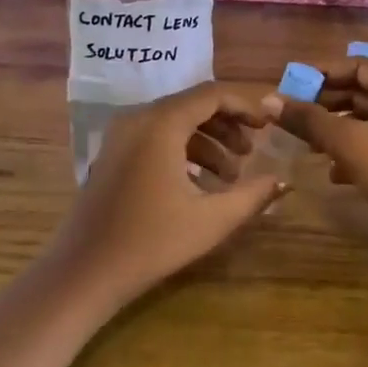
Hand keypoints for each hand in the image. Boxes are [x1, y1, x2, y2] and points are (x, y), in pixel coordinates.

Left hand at [50, 82, 286, 308]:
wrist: (84, 272)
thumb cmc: (152, 242)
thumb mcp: (211, 220)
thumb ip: (253, 195)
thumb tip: (284, 181)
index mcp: (161, 123)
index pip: (211, 95)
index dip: (244, 106)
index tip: (268, 127)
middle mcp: (138, 118)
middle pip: (192, 105)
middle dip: (228, 126)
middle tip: (252, 153)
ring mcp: (120, 136)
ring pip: (174, 122)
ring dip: (207, 142)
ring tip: (231, 176)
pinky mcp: (112, 154)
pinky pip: (155, 138)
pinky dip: (183, 151)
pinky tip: (200, 184)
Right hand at [267, 59, 367, 255]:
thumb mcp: (349, 143)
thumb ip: (308, 119)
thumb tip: (267, 100)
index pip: (359, 66)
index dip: (324, 72)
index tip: (291, 81)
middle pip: (363, 91)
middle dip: (327, 101)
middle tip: (293, 110)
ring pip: (366, 118)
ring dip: (335, 127)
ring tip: (306, 142)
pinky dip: (351, 149)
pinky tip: (332, 171)